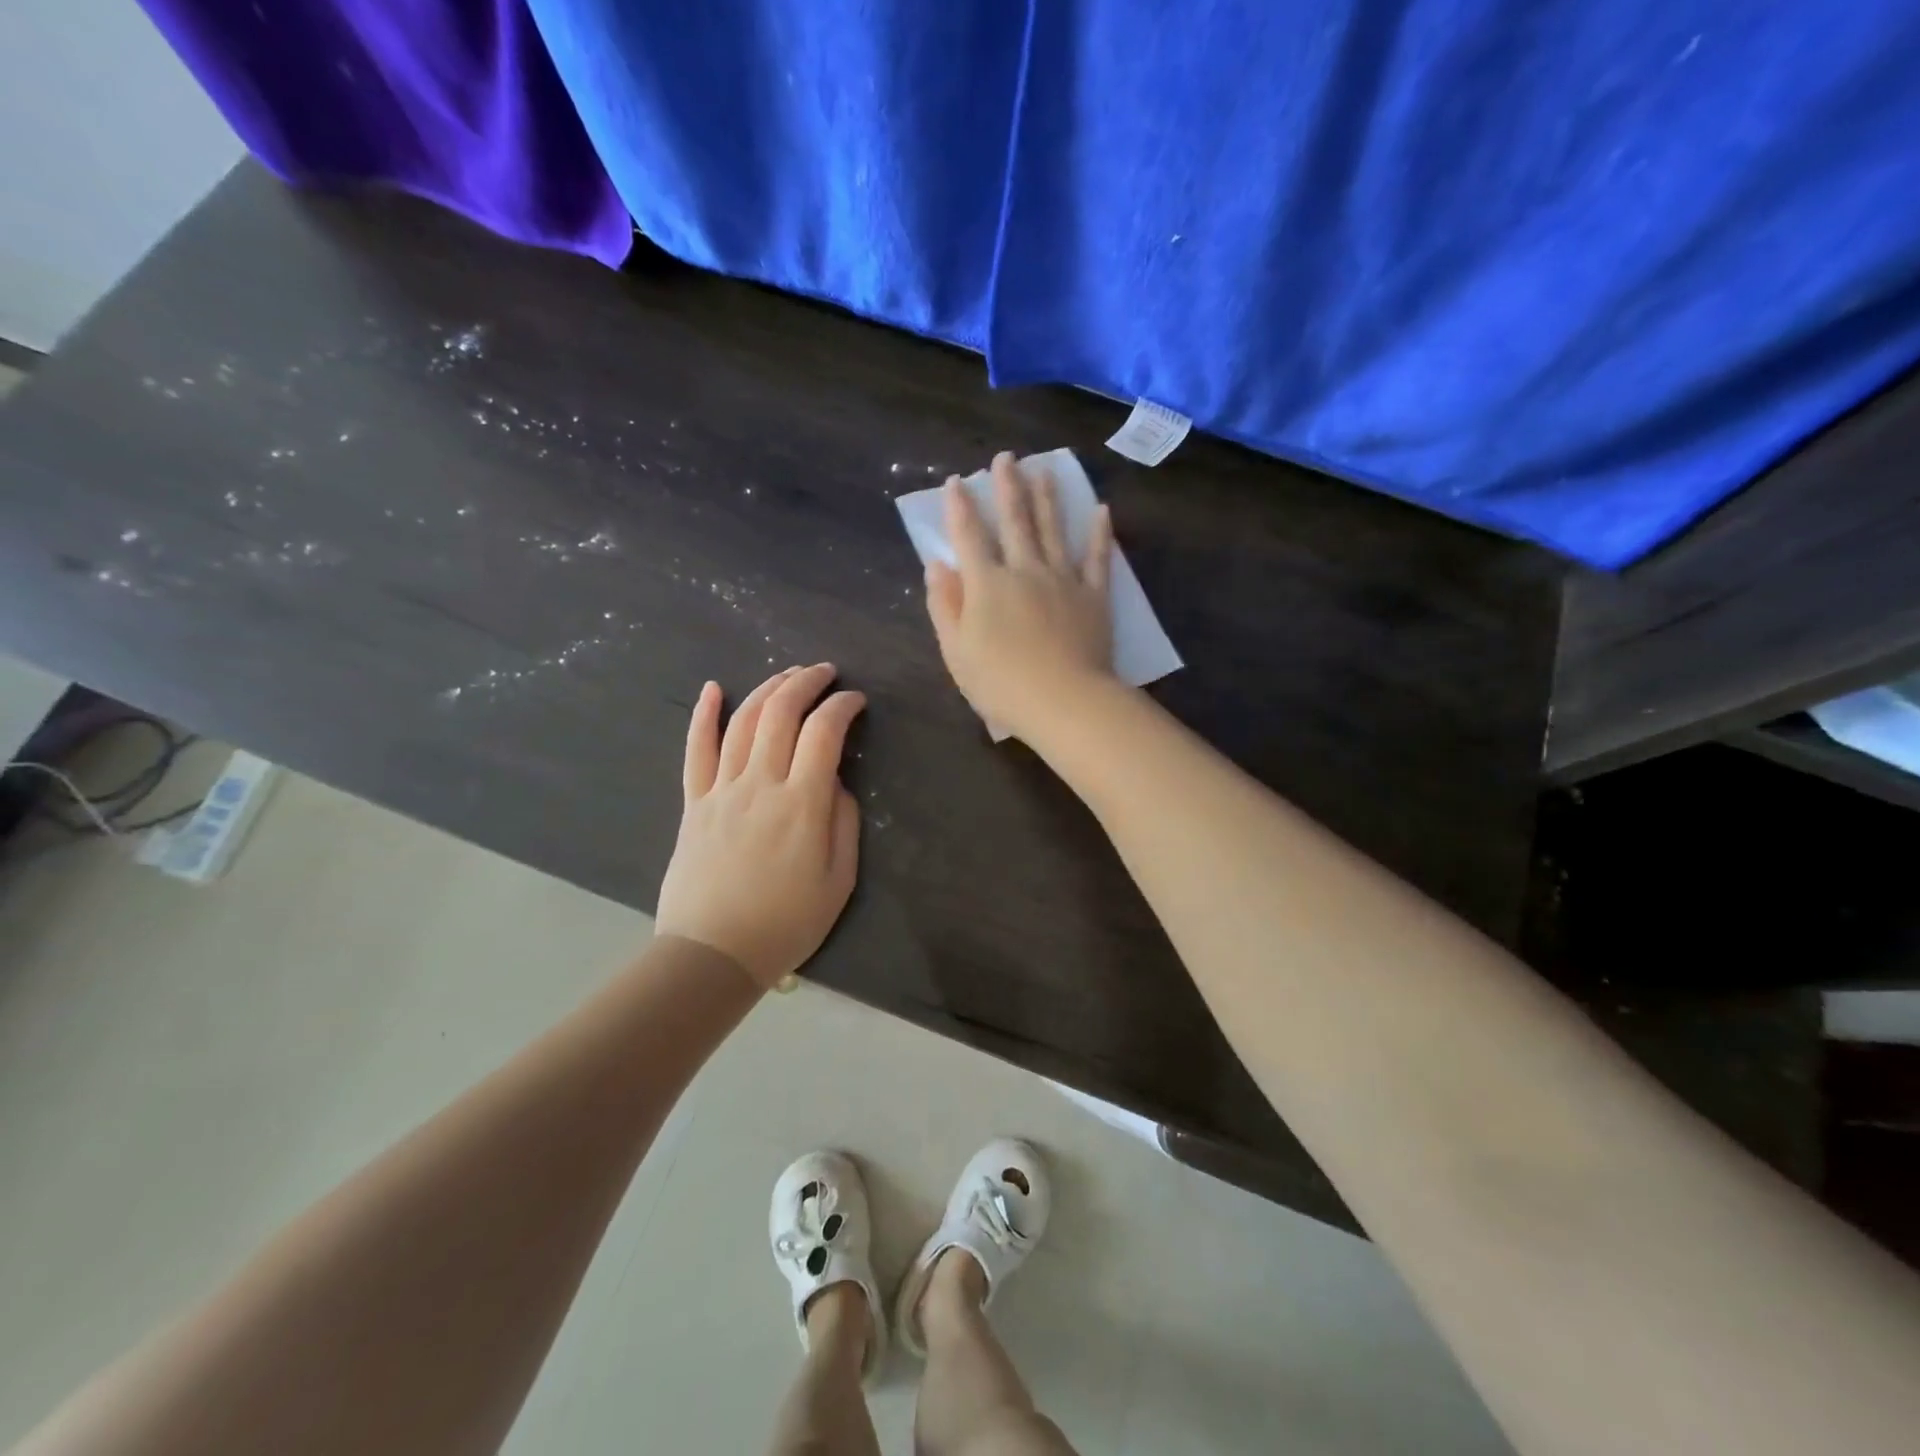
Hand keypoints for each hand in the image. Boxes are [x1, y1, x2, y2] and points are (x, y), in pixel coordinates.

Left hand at [655, 665, 864, 988]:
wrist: (713, 954)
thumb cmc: (786, 924)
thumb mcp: (839, 882)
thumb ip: (844, 824)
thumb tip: (836, 783)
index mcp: (802, 805)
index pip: (824, 733)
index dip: (842, 707)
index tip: (856, 701)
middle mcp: (760, 785)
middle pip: (781, 714)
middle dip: (806, 683)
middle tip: (825, 672)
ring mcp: (721, 791)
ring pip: (743, 722)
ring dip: (768, 689)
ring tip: (788, 675)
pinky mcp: (694, 803)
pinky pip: (696, 750)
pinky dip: (703, 715)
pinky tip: (714, 689)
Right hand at [924, 452, 1116, 741]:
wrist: (1063, 701)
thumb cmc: (1000, 683)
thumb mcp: (956, 651)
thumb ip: (945, 605)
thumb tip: (936, 565)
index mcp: (987, 585)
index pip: (968, 537)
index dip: (959, 507)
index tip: (956, 481)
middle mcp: (1025, 570)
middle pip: (1014, 521)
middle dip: (1007, 487)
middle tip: (1006, 457)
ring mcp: (1063, 580)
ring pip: (1054, 529)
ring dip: (1048, 497)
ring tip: (1044, 470)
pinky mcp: (1094, 596)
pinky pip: (1098, 558)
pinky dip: (1100, 533)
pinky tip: (1101, 510)